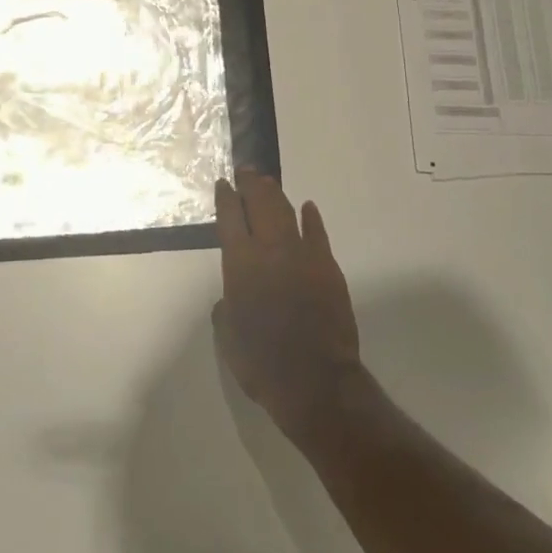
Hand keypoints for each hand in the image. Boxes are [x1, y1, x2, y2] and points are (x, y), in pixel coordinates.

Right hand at [213, 171, 364, 447]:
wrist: (315, 380)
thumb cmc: (262, 363)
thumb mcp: (229, 338)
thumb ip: (226, 310)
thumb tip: (230, 298)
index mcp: (240, 265)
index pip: (230, 219)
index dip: (226, 198)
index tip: (224, 183)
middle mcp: (269, 250)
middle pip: (260, 205)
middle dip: (252, 185)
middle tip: (247, 172)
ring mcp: (302, 254)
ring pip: (286, 213)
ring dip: (276, 195)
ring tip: (268, 183)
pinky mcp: (327, 266)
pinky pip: (317, 233)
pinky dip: (311, 218)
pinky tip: (308, 208)